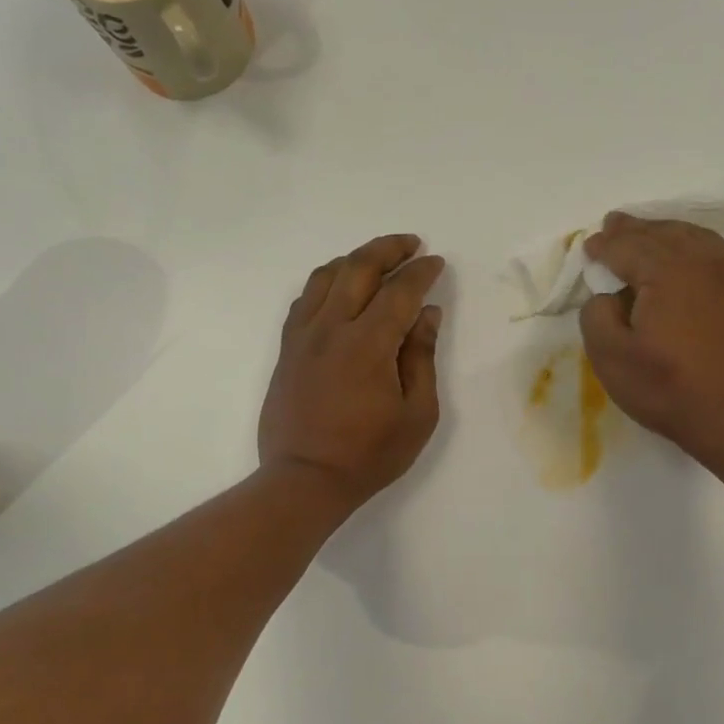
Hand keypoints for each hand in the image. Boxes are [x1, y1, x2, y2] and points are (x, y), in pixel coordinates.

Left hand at [259, 234, 444, 509]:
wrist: (304, 479)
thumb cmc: (370, 454)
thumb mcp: (417, 414)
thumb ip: (422, 358)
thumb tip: (427, 314)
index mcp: (368, 344)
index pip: (399, 291)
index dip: (421, 272)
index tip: (437, 262)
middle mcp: (331, 328)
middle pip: (358, 268)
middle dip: (388, 249)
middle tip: (411, 245)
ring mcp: (303, 336)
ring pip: (325, 276)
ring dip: (354, 259)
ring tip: (377, 260)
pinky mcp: (287, 349)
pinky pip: (305, 299)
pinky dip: (326, 282)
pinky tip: (339, 289)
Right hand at [579, 214, 723, 467]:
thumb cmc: (670, 390)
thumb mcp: (611, 359)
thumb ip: (597, 316)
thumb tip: (609, 296)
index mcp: (667, 272)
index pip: (628, 248)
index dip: (605, 246)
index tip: (590, 248)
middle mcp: (705, 263)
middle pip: (663, 235)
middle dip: (635, 229)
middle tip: (615, 224)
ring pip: (697, 240)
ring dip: (668, 232)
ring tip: (651, 233)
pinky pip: (721, 259)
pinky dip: (698, 250)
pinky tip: (691, 260)